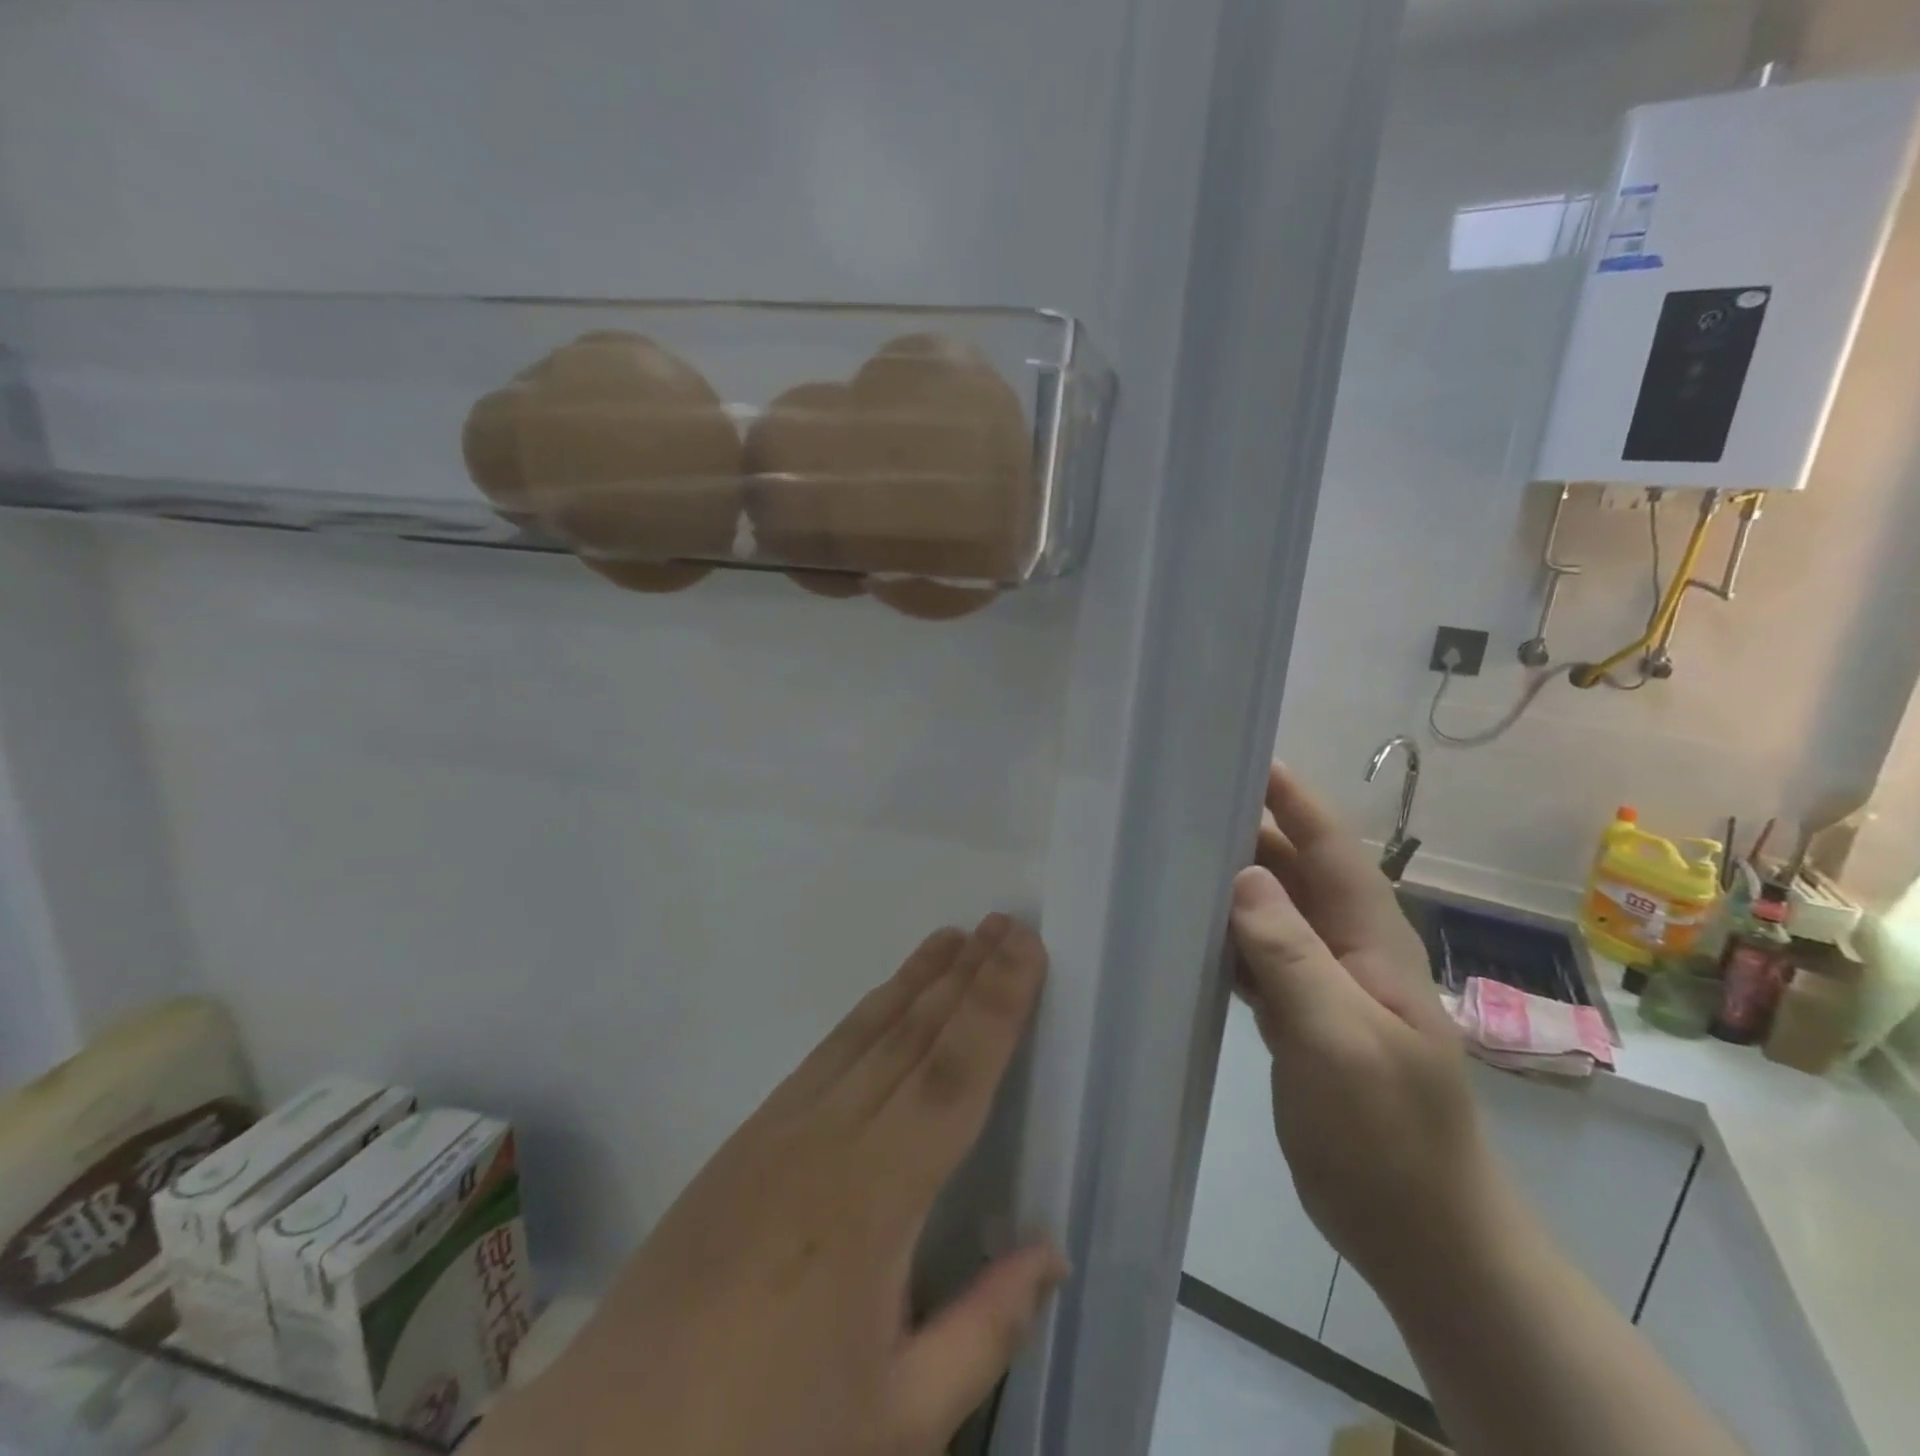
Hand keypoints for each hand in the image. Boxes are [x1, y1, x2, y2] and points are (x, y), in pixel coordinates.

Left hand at [471, 915, 1064, 1455]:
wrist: (611, 1446)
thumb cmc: (765, 1442)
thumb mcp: (894, 1422)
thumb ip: (983, 1330)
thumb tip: (1053, 1252)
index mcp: (872, 1201)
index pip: (953, 1078)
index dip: (996, 1008)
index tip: (1025, 951)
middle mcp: (827, 1141)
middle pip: (913, 1038)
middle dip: (966, 976)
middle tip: (1005, 923)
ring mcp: (779, 1131)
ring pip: (865, 1034)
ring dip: (916, 981)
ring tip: (956, 938)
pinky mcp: (747, 1138)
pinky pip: (823, 1055)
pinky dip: (865, 1015)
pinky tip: (885, 1002)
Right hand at [1229, 765, 1499, 1290]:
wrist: (1420, 1235)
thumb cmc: (1388, 1135)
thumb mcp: (1338, 1040)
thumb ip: (1291, 955)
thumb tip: (1242, 874)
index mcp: (1372, 941)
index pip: (1330, 849)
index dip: (1293, 800)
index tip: (1242, 759)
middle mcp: (1349, 951)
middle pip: (1294, 874)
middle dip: (1248, 834)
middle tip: (1180, 806)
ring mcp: (1324, 987)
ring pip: (1271, 916)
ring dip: (1230, 886)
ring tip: (1169, 858)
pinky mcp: (1300, 1020)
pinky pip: (1257, 960)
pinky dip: (1223, 940)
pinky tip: (1183, 936)